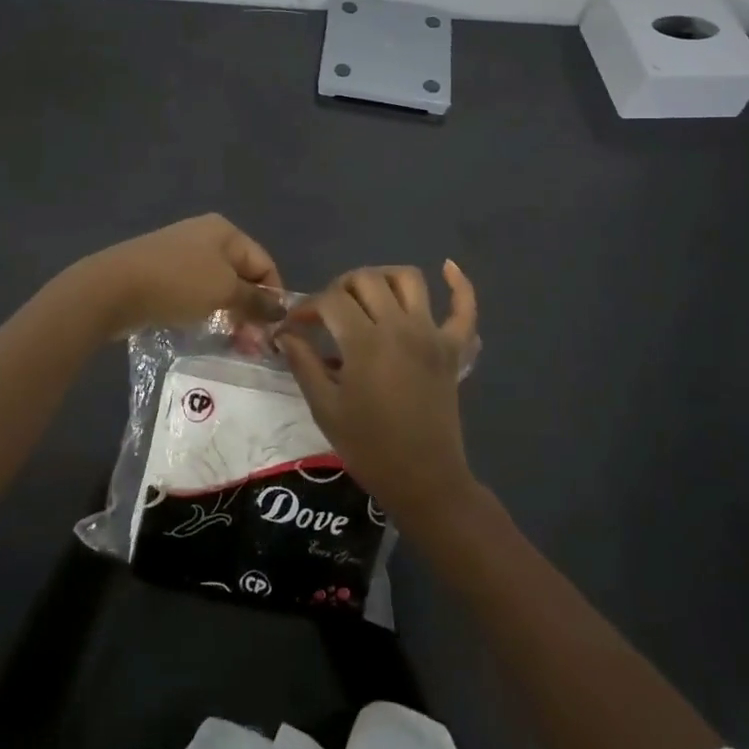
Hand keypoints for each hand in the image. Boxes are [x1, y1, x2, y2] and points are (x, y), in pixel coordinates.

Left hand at [72, 214, 283, 338]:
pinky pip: (195, 292)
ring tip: (232, 342)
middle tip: (252, 344)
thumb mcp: (224, 292)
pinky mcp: (162, 273)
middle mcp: (205, 236)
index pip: (264, 263)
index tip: (273, 331)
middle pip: (242, 274)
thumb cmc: (178, 283)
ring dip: (229, 313)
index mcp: (225, 231)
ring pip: (218, 286)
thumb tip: (282, 308)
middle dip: (251, 308)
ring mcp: (181, 253)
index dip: (273, 296)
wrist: (113, 287)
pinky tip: (203, 329)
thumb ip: (256, 300)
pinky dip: (205, 310)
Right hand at [277, 262, 480, 527]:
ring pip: (409, 279)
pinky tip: (447, 267)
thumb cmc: (369, 448)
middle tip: (328, 313)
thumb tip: (283, 333)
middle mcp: (399, 326)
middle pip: (366, 280)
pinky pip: (464, 308)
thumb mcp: (325, 407)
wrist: (424, 480)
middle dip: (340, 288)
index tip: (295, 325)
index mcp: (365, 342)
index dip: (307, 307)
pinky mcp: (453, 348)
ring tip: (368, 296)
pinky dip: (459, 284)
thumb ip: (303, 363)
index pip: (330, 301)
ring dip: (384, 278)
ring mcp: (431, 334)